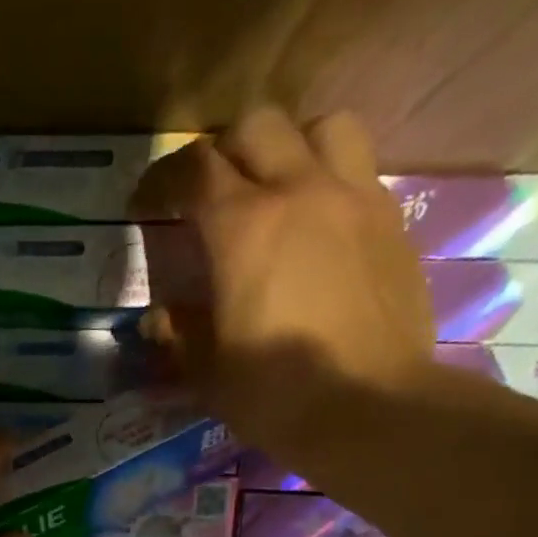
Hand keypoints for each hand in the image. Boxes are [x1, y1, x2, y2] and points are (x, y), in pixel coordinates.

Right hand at [132, 106, 434, 443]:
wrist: (371, 409)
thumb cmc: (276, 394)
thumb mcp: (208, 373)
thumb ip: (180, 335)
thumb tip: (159, 319)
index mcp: (242, 227)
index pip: (194, 170)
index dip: (163, 181)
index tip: (146, 204)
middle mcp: (299, 190)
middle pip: (256, 127)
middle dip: (223, 152)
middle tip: (209, 195)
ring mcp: (354, 199)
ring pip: (321, 127)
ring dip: (290, 147)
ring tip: (276, 188)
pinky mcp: (391, 221)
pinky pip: (358, 170)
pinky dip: (330, 181)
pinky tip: (319, 226)